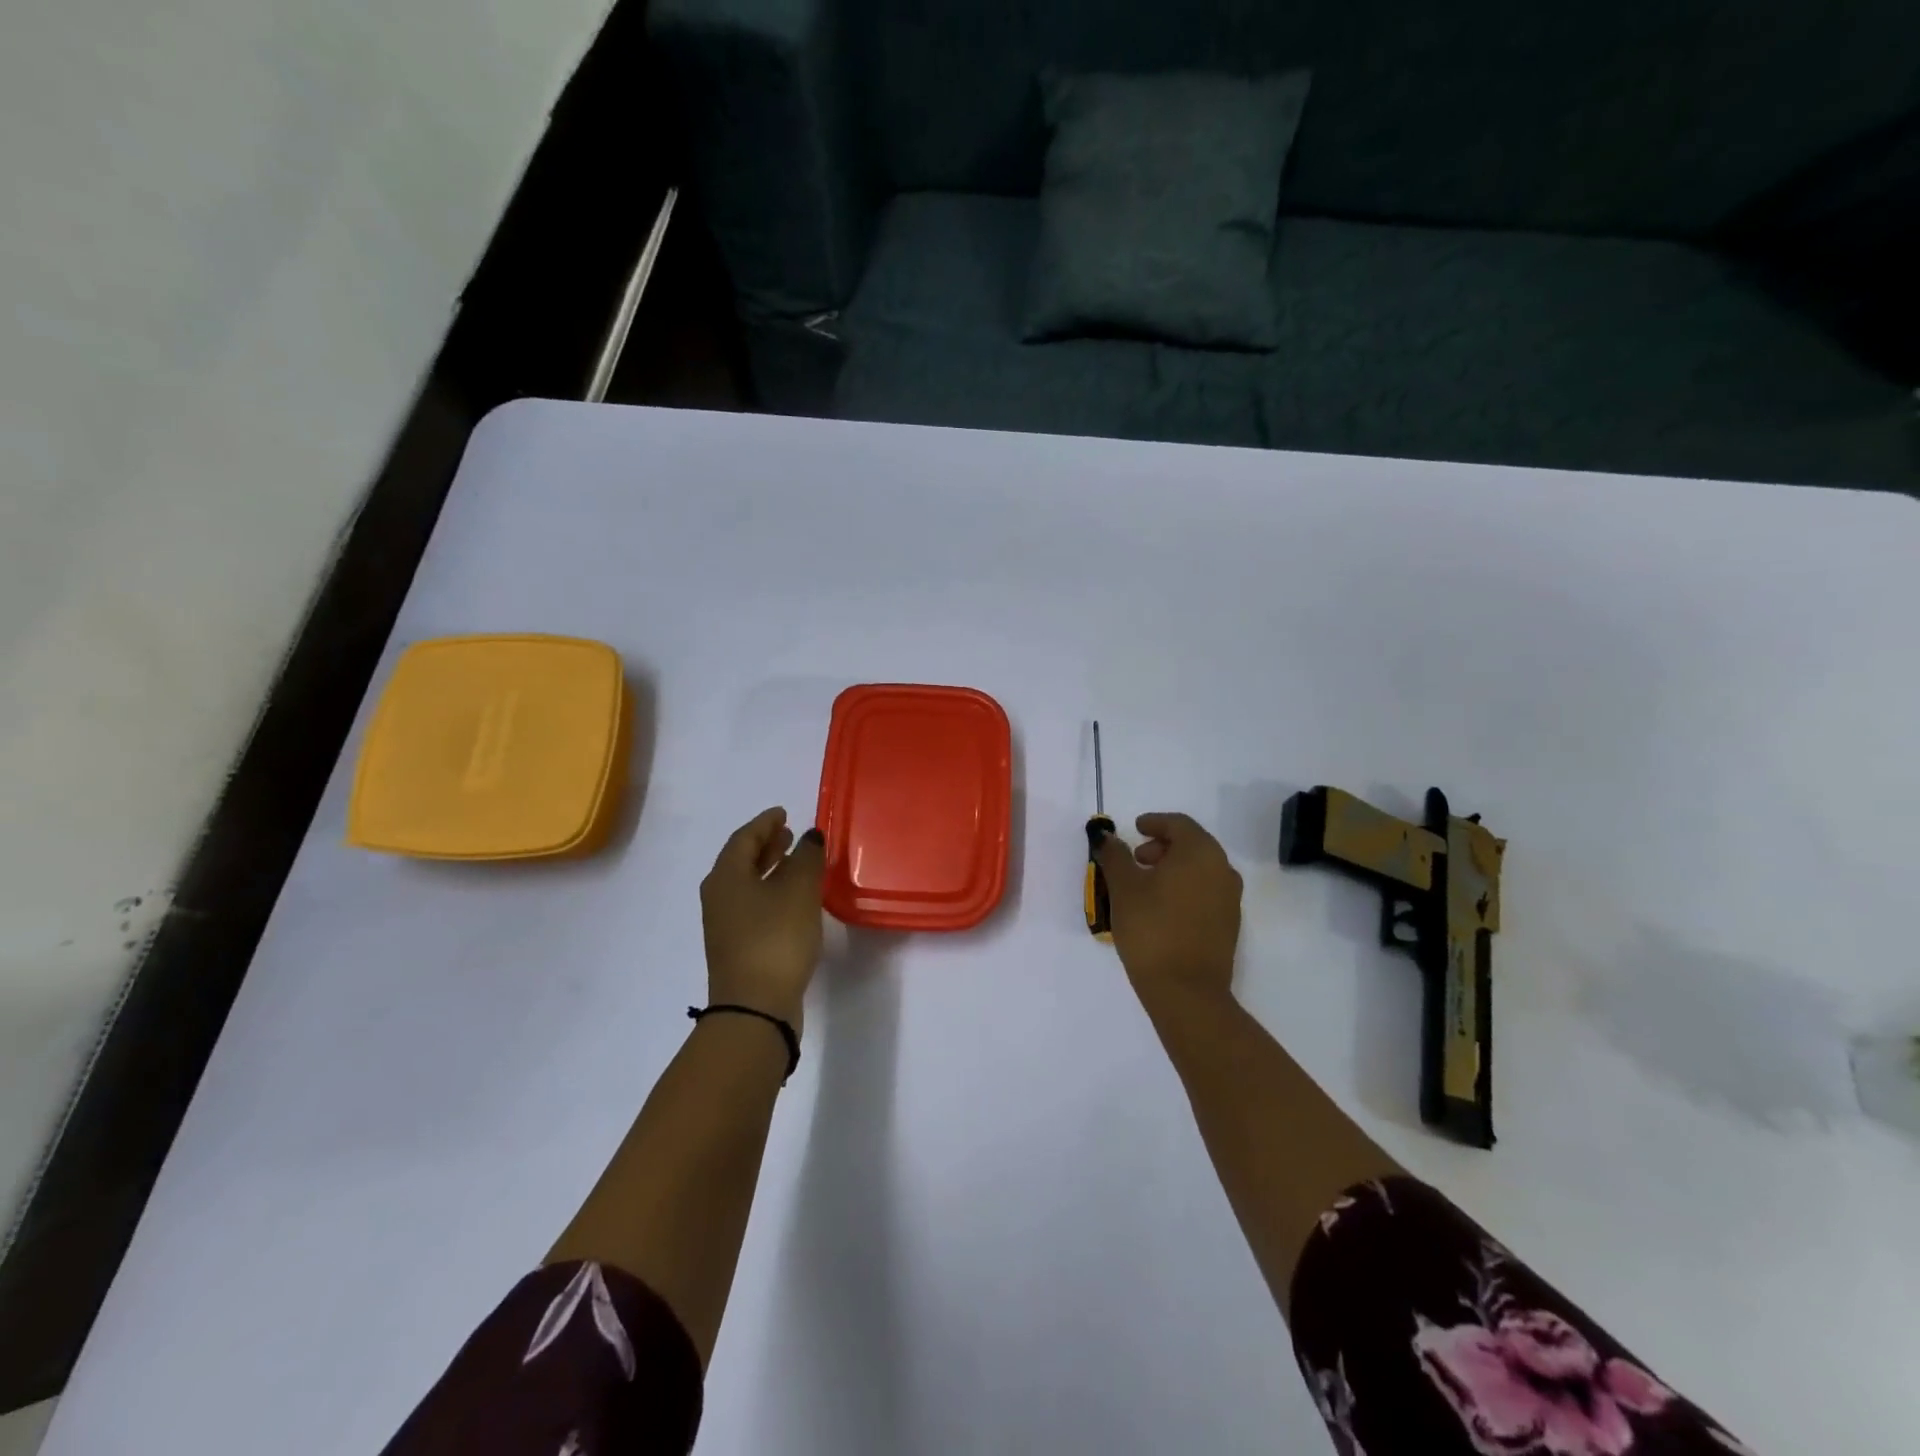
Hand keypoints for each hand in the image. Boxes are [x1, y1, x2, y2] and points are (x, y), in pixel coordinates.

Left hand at [700, 807, 825, 1030]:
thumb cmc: (776, 938)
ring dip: (769, 869)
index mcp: (726, 876)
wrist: (755, 1007)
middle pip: (741, 860)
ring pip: (746, 884)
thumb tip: (809, 836)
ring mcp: (725, 924)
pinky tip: (792, 900)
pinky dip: (770, 892)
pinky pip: (752, 905)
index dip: (765, 823)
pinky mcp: (737, 946)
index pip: (744, 838)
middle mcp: (719, 896)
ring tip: (794, 862)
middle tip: (789, 835)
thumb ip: (806, 858)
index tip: (783, 813)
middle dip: (766, 845)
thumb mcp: (798, 891)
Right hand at [1096, 812, 1242, 1009]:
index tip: (1135, 828)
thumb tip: (1108, 838)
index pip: (1179, 823)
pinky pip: (1205, 891)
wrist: (1186, 991)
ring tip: (1144, 885)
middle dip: (1162, 846)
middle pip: (1192, 844)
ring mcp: (1230, 898)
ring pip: (1200, 869)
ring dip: (1173, 868)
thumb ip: (1115, 856)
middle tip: (1136, 859)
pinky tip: (1161, 907)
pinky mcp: (1228, 924)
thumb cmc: (1151, 928)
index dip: (1154, 822)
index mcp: (1200, 852)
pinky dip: (1184, 888)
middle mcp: (1222, 869)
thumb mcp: (1123, 887)